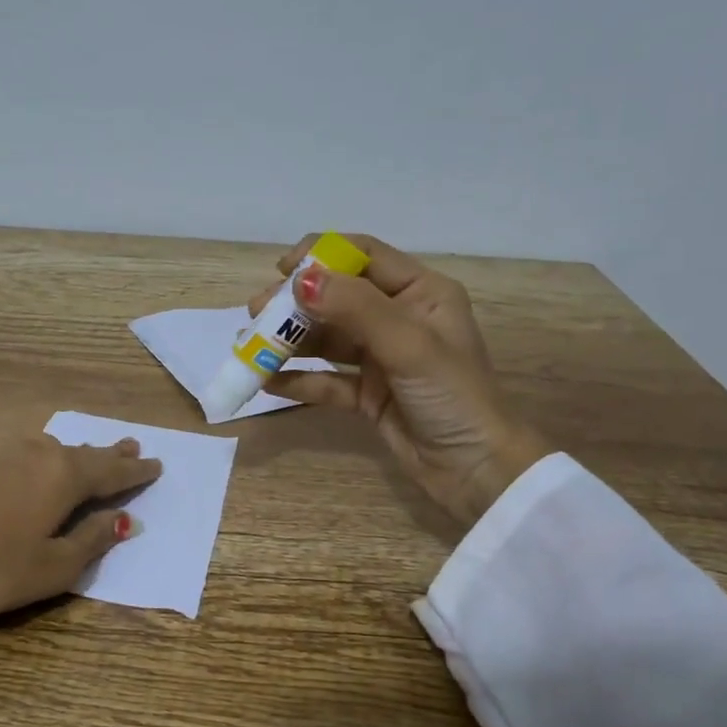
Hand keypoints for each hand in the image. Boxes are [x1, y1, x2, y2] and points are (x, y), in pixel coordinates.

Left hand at [0, 435, 161, 651]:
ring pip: (54, 448)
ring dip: (78, 452)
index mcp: (65, 477)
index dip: (135, 472)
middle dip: (110, 453)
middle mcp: (39, 455)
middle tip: (132, 445)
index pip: (111, 472)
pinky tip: (40, 459)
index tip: (157, 465)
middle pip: (84, 453)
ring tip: (92, 452)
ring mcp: (4, 454)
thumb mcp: (53, 567)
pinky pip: (28, 452)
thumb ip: (92, 541)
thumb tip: (125, 521)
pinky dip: (47, 456)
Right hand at [251, 233, 554, 526]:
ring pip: (327, 339)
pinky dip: (298, 379)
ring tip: (249, 346)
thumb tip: (299, 278)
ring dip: (289, 341)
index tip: (281, 271)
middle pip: (337, 297)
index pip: (365, 257)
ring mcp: (381, 357)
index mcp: (421, 293)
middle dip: (294, 304)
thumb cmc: (452, 396)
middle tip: (255, 314)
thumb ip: (354, 308)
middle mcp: (399, 318)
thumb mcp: (408, 345)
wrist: (476, 471)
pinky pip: (326, 379)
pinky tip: (267, 381)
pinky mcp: (367, 392)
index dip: (321, 256)